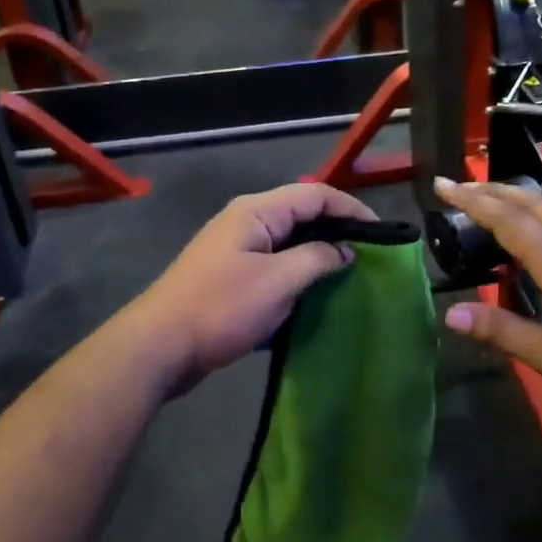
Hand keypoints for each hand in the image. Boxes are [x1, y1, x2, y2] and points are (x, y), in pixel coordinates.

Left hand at [132, 184, 377, 389]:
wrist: (160, 347)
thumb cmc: (221, 308)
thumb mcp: (277, 282)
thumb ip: (317, 259)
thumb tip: (345, 252)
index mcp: (256, 211)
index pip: (315, 195)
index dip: (351, 209)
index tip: (381, 234)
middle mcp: (246, 222)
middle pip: (302, 214)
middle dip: (337, 230)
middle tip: (370, 254)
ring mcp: (237, 249)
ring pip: (290, 241)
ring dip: (319, 253)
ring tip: (350, 272)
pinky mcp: (233, 276)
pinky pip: (276, 264)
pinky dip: (299, 272)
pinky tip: (316, 293)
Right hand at [435, 178, 541, 418]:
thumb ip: (501, 331)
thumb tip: (450, 314)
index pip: (508, 220)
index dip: (472, 201)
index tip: (442, 185)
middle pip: (531, 203)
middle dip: (491, 190)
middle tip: (458, 185)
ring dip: (518, 197)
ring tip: (491, 197)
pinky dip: (540, 211)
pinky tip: (539, 227)